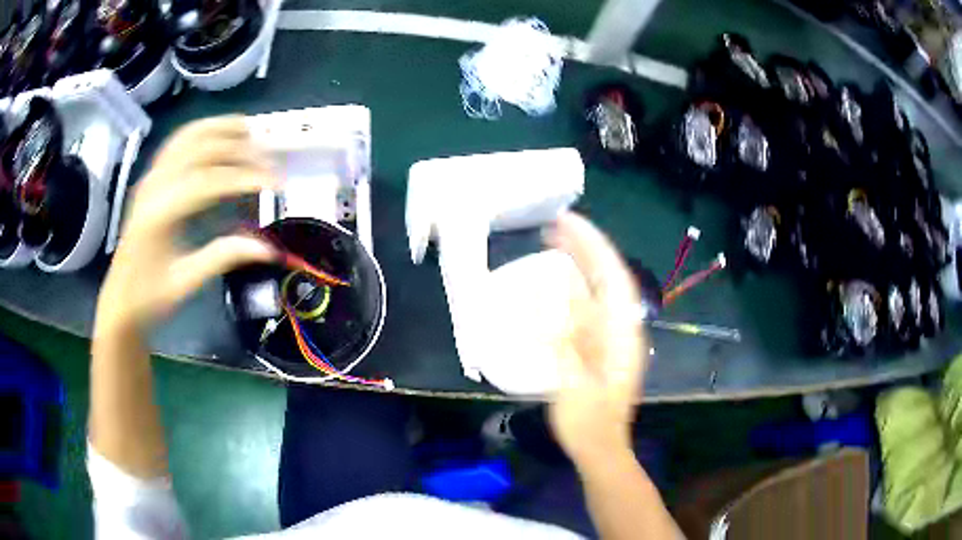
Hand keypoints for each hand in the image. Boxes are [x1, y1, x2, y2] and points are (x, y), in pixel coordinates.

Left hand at [95, 117, 278, 334]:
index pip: (208, 181)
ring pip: (188, 136)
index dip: (244, 178)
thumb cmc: (150, 297)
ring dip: (221, 129)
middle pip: (201, 150)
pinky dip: (202, 131)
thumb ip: (223, 256)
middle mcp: (153, 186)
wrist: (120, 300)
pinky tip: (219, 134)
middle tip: (268, 163)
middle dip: (239, 150)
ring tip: (251, 131)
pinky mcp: (151, 177)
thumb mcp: (186, 281)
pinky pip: (178, 141)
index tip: (275, 184)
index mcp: (158, 214)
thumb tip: (268, 248)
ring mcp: (150, 177)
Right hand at [546, 212, 646, 467]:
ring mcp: (615, 335)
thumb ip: (565, 336)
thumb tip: (554, 293)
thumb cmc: (587, 420)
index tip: (566, 222)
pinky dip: (576, 286)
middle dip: (585, 247)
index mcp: (621, 333)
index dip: (591, 244)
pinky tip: (560, 282)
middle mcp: (623, 327)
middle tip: (555, 226)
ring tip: (555, 243)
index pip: (611, 275)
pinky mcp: (605, 345)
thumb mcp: (573, 380)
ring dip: (581, 263)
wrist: (601, 447)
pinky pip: (592, 305)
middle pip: (608, 275)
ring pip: (601, 289)